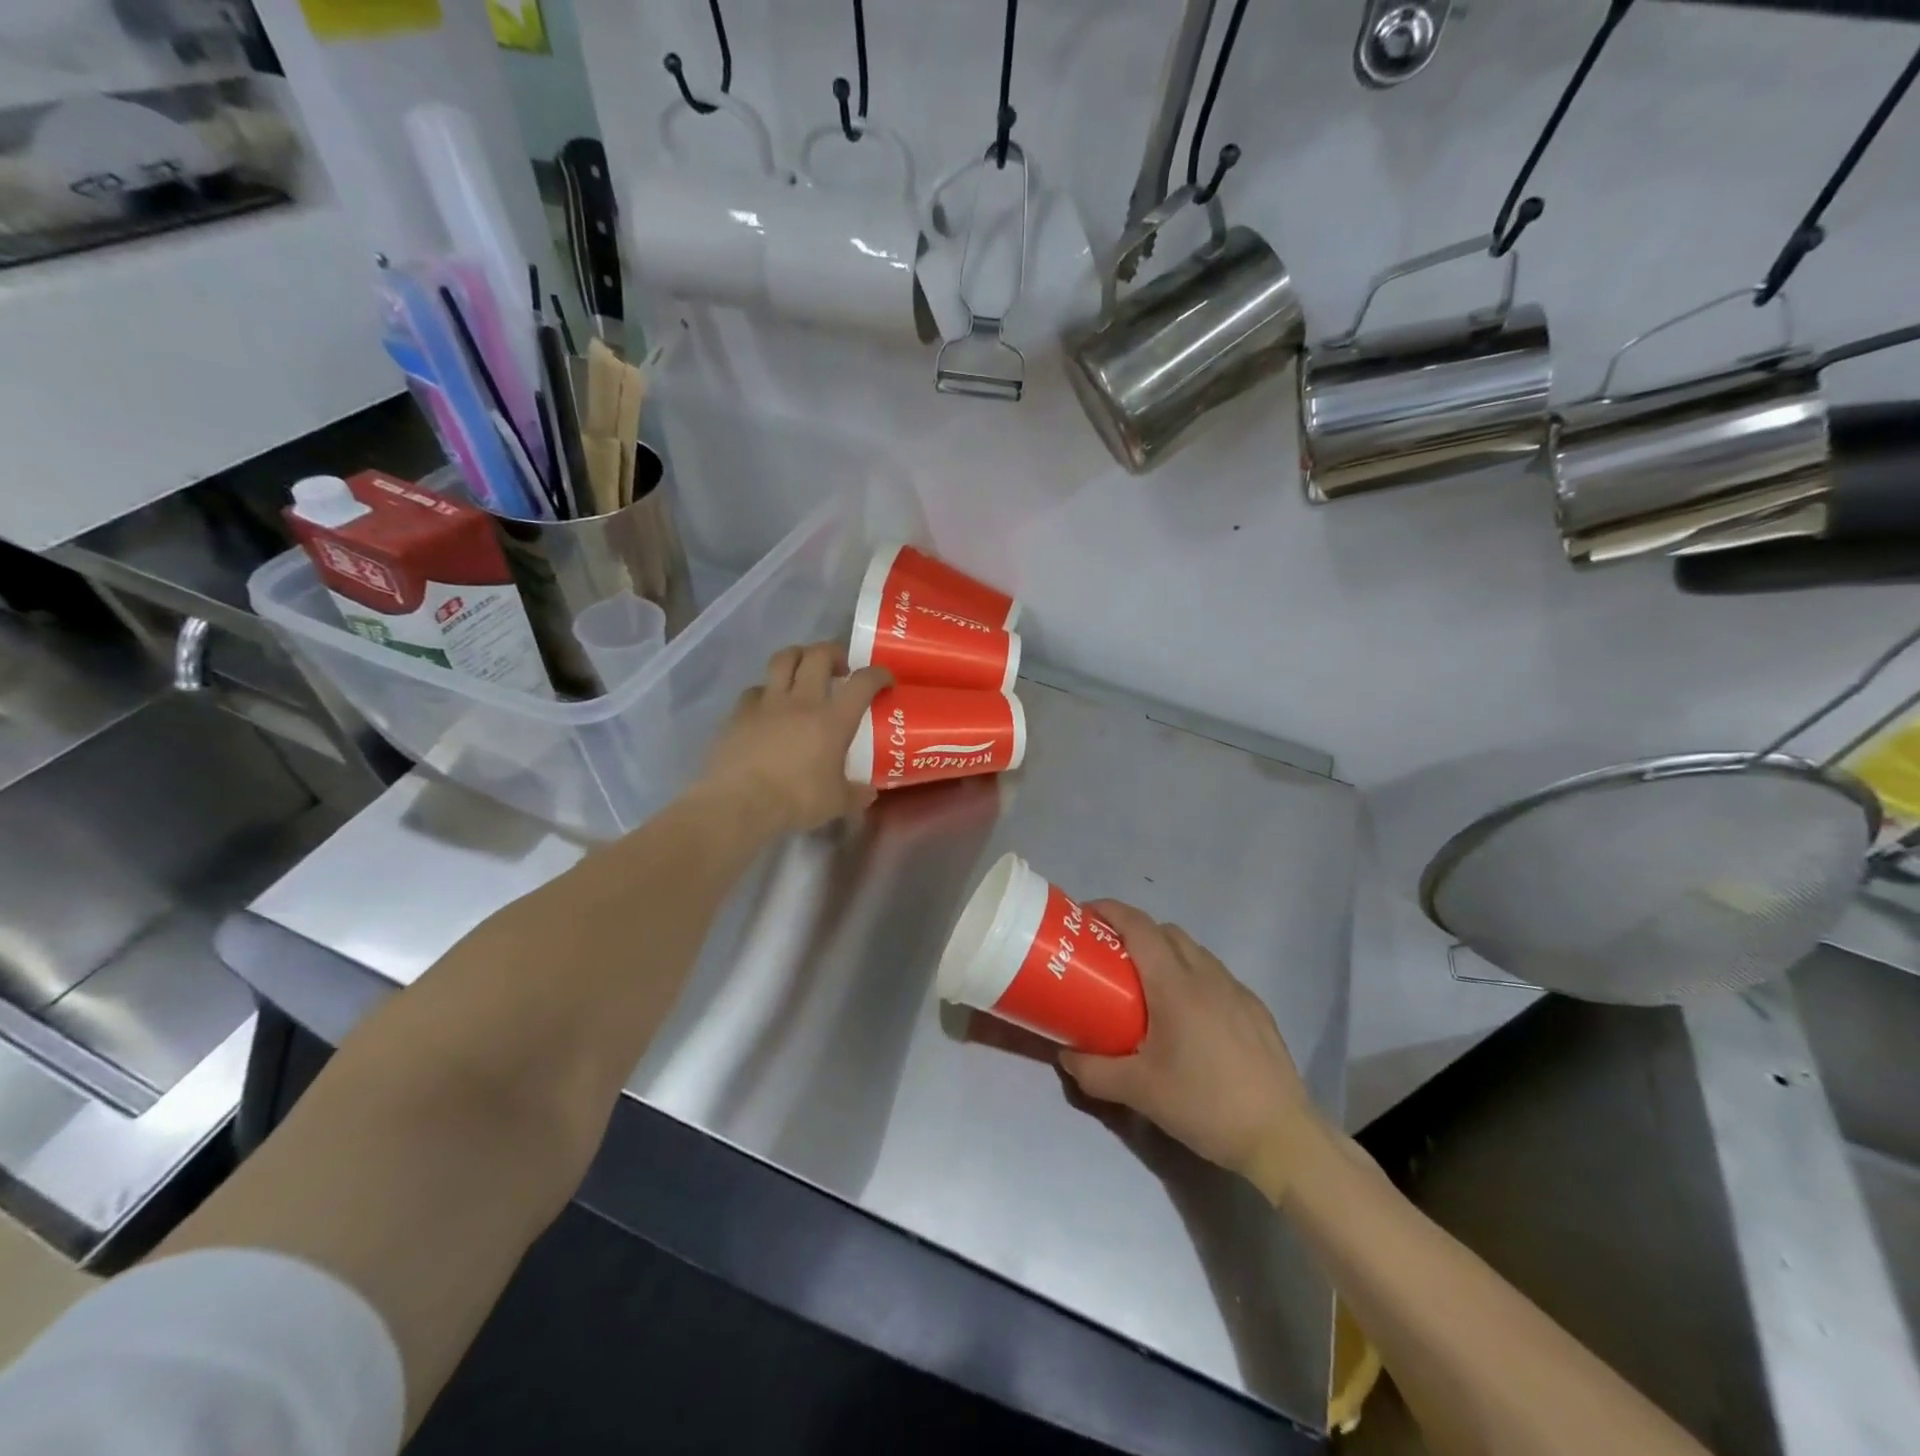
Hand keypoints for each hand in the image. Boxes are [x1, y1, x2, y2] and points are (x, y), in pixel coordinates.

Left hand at [701, 643, 888, 835]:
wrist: (739, 803)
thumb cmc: (796, 801)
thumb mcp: (836, 803)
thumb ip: (856, 794)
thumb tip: (869, 792)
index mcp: (833, 719)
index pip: (862, 682)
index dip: (878, 674)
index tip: (885, 680)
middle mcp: (802, 701)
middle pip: (818, 655)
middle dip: (833, 653)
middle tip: (840, 668)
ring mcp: (767, 703)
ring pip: (783, 659)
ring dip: (798, 657)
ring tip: (803, 670)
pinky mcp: (739, 712)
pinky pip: (755, 689)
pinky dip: (766, 691)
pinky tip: (768, 706)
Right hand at [1060, 902, 1312, 1182]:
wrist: (1282, 1137)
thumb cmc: (1205, 1104)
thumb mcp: (1139, 1092)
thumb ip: (1094, 1071)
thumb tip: (1065, 1054)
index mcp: (1175, 985)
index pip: (1139, 927)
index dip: (1110, 911)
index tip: (1085, 915)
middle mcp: (1207, 975)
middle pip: (1165, 932)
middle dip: (1134, 932)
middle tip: (1109, 958)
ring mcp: (1236, 990)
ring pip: (1193, 951)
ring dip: (1165, 953)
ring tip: (1146, 988)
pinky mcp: (1256, 1010)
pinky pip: (1215, 976)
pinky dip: (1192, 977)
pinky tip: (1188, 1018)